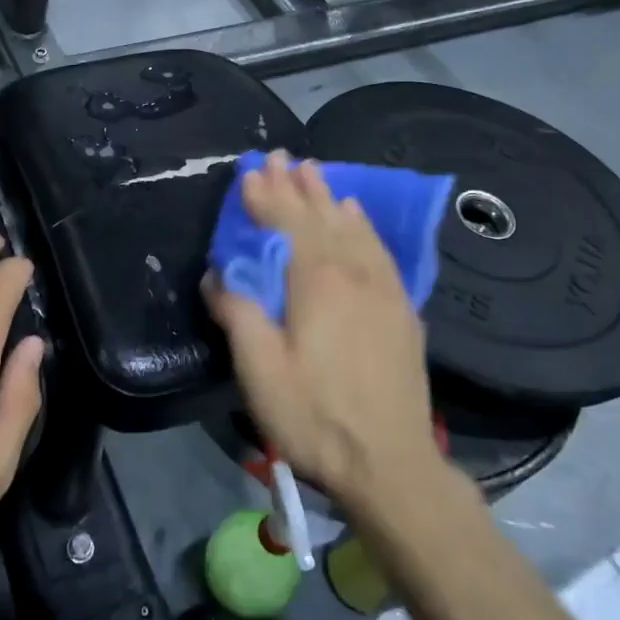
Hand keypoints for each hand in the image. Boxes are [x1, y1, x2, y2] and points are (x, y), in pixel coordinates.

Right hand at [203, 151, 435, 512]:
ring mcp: (381, 289)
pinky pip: (379, 250)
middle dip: (295, 185)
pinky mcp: (400, 309)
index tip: (251, 169)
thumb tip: (219, 274)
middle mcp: (351, 272)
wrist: (391, 464)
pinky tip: (357, 215)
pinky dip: (363, 225)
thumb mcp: (259, 370)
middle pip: (319, 217)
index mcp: (315, 281)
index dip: (265, 195)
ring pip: (351, 228)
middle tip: (281, 155)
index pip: (285, 224)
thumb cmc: (315, 417)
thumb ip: (237, 313)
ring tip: (314, 170)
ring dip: (328, 197)